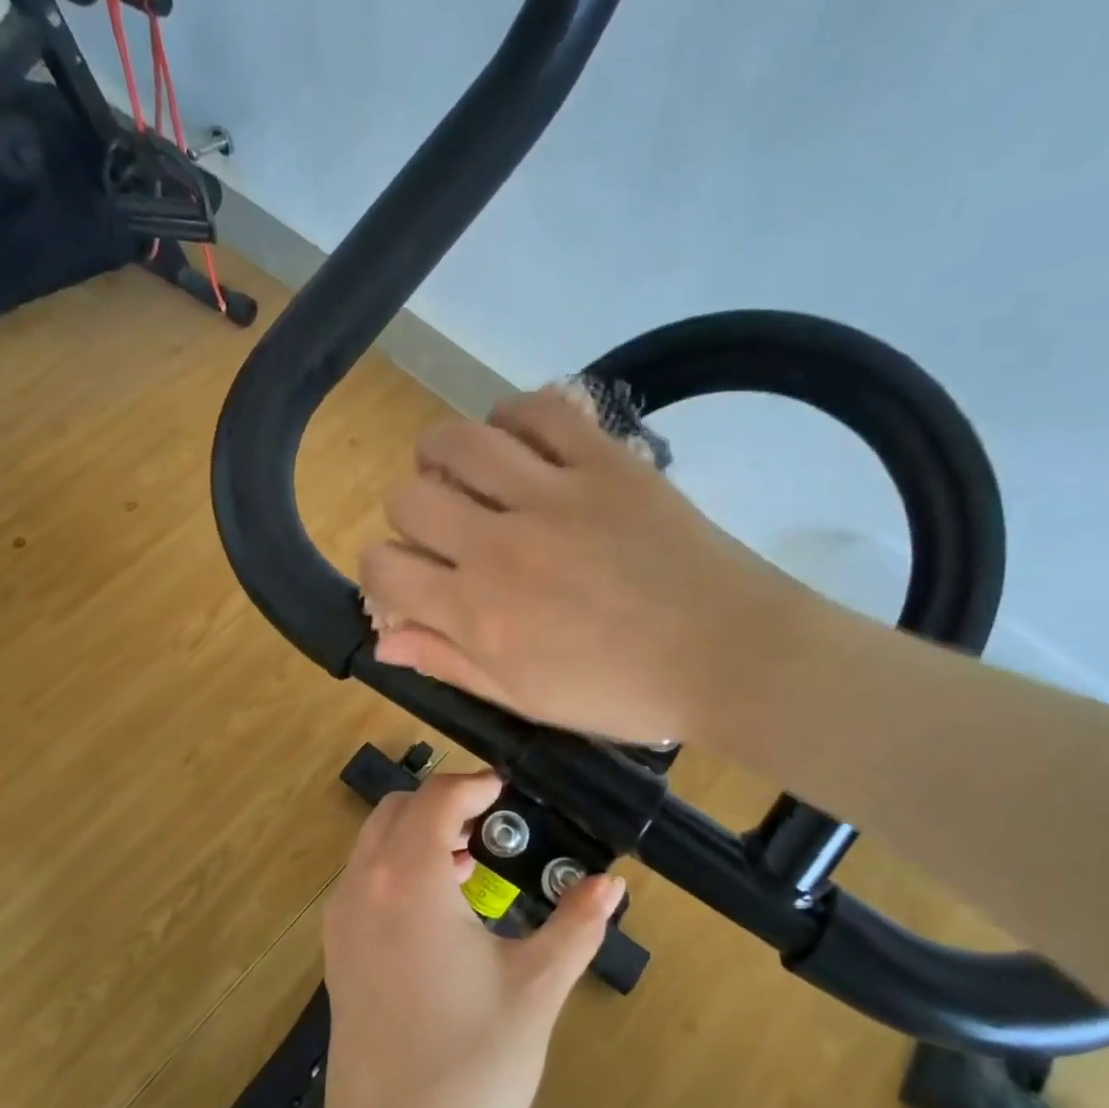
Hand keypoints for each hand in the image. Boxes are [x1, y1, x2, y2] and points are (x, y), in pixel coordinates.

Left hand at [318, 770, 621, 1107]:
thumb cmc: (472, 1070)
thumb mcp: (535, 990)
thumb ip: (575, 925)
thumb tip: (611, 883)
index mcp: (410, 881)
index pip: (437, 798)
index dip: (475, 784)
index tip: (510, 792)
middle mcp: (364, 886)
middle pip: (398, 808)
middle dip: (445, 803)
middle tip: (495, 824)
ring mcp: (342, 920)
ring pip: (375, 841)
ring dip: (420, 833)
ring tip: (474, 862)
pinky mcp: (336, 952)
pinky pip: (365, 879)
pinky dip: (399, 867)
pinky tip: (443, 908)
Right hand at [359, 388, 804, 744]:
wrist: (727, 655)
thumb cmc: (622, 693)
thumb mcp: (525, 697)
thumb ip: (449, 662)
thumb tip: (382, 638)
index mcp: (477, 613)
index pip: (382, 565)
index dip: (381, 569)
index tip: (411, 577)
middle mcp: (499, 546)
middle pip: (407, 496)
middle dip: (410, 514)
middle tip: (445, 529)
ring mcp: (552, 495)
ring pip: (458, 441)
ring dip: (444, 454)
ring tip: (465, 473)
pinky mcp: (603, 461)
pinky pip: (537, 410)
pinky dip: (513, 417)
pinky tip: (518, 443)